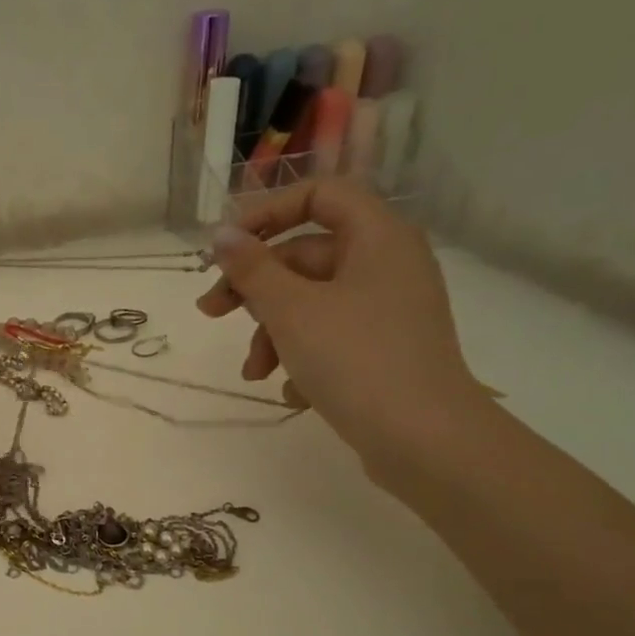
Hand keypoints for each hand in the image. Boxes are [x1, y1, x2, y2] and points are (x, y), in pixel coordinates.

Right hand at [197, 179, 486, 474]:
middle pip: (306, 255)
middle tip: (211, 313)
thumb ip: (252, 269)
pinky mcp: (385, 350)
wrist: (423, 440)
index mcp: (377, 237)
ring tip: (255, 373)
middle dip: (255, 289)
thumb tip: (223, 235)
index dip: (267, 213)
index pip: (319, 195)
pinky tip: (292, 393)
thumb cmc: (356, 360)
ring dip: (273, 333)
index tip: (226, 248)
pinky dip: (303, 357)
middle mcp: (387, 264)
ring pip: (313, 302)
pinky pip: (332, 337)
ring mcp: (388, 310)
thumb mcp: (291, 311)